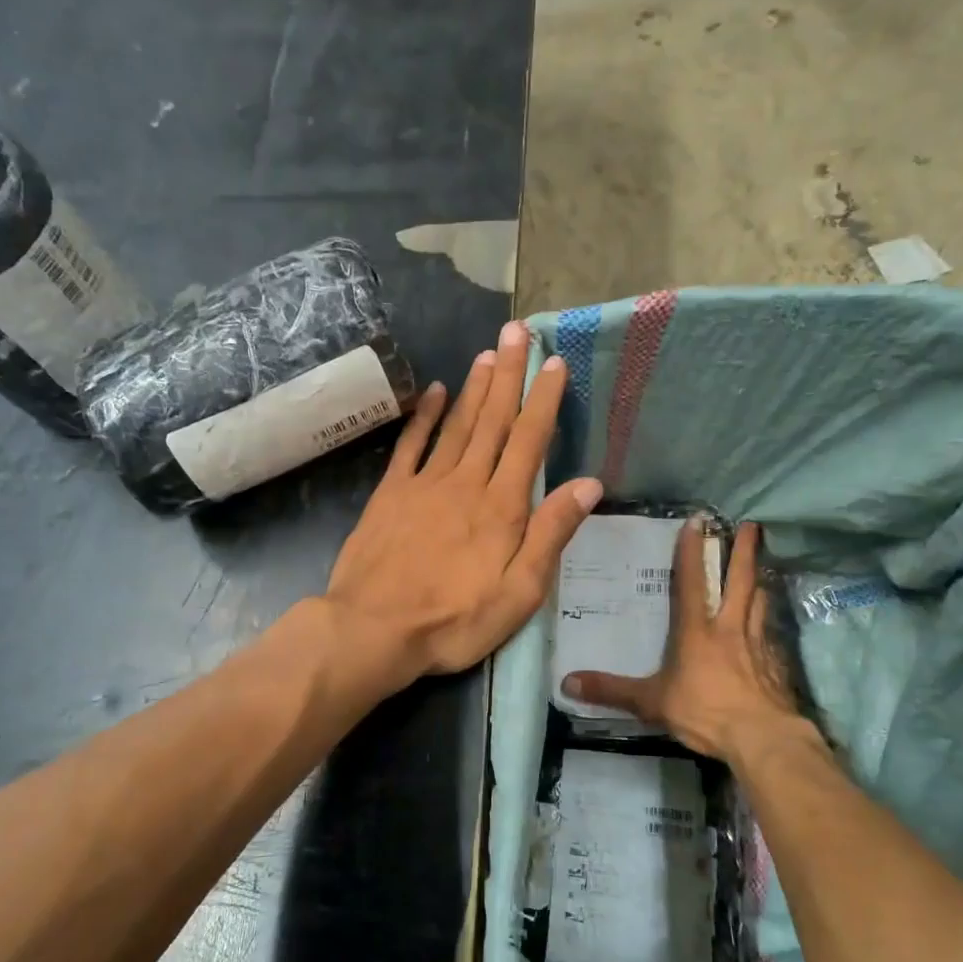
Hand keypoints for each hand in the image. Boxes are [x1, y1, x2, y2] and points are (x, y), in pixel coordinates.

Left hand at [324, 321, 602, 689]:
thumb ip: (551, 534)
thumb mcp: (519, 592)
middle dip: (508, 374)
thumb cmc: (455, 620)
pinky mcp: (390, 494)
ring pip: (456, 425)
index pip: (529, 441)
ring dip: (474, 387)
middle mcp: (466, 483)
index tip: (554, 363)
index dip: (543, 400)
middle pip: (492, 420)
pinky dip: (425, 417)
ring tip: (487, 352)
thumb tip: (588, 484)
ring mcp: (424, 484)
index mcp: (502, 507)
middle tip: (517, 331)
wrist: (373, 630)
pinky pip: (411, 445)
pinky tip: (435, 392)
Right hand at [562, 520, 822, 767]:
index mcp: (697, 631)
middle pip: (740, 580)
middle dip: (743, 551)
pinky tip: (770, 623)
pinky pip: (772, 631)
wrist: (762, 739)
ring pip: (760, 601)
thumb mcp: (652, 702)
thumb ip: (612, 690)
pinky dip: (770, 619)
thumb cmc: (705, 712)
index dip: (692, 551)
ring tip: (761, 564)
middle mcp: (729, 628)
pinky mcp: (777, 663)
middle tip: (750, 525)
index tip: (698, 522)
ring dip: (760, 579)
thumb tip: (566, 682)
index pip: (692, 582)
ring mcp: (758, 644)